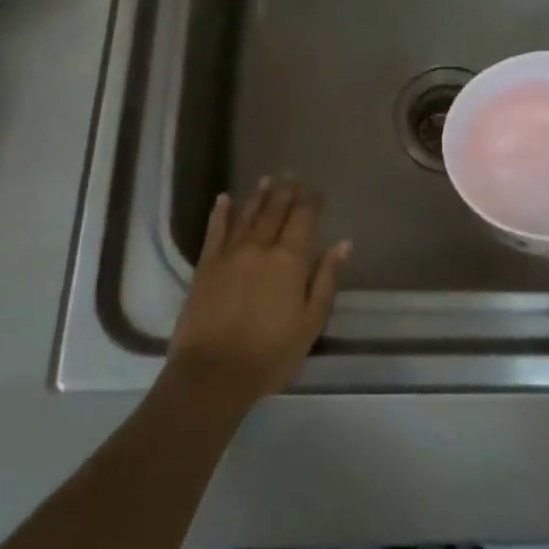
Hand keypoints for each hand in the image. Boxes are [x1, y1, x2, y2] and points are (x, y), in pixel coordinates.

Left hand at [167, 178, 350, 412]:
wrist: (213, 373)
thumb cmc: (270, 354)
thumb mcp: (310, 322)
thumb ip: (325, 279)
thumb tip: (342, 243)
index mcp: (289, 260)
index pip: (303, 219)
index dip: (311, 202)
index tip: (317, 191)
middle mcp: (260, 247)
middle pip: (275, 211)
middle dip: (285, 192)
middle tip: (292, 176)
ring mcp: (230, 254)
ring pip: (247, 215)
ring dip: (258, 196)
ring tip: (266, 179)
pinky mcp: (205, 265)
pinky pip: (215, 231)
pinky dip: (221, 213)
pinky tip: (224, 199)